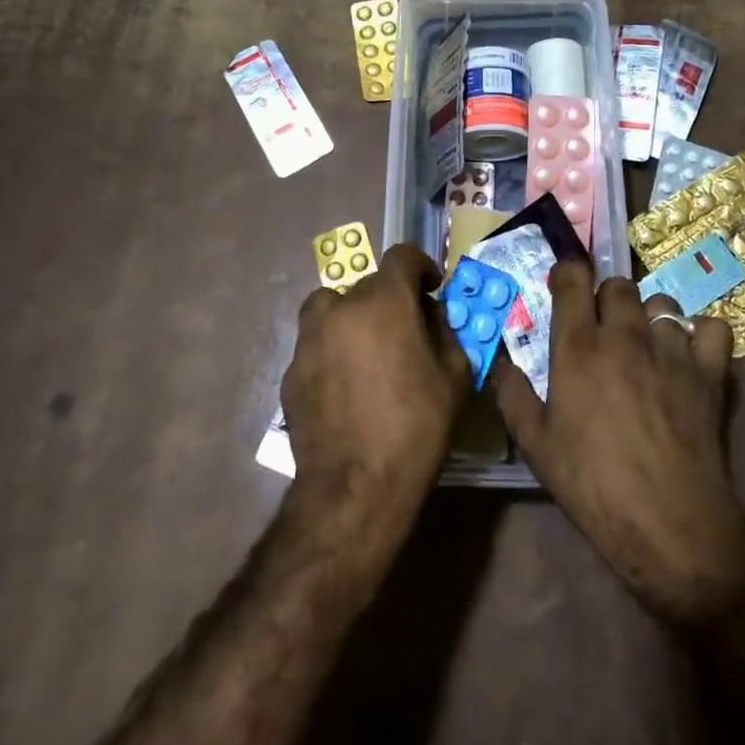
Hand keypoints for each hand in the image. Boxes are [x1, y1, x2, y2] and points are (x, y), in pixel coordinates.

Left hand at [281, 244, 469, 550]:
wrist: (355, 488)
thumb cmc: (415, 428)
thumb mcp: (453, 378)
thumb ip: (447, 334)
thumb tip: (433, 316)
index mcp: (384, 302)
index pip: (401, 256)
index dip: (421, 266)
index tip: (431, 287)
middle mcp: (341, 308)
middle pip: (368, 285)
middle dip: (390, 299)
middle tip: (406, 330)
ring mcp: (309, 339)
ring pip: (332, 308)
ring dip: (352, 317)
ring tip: (368, 350)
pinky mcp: (291, 371)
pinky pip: (316, 345)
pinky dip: (332, 351)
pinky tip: (346, 387)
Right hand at [491, 261, 744, 622]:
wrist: (667, 522)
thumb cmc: (592, 483)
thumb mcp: (535, 445)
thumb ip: (512, 394)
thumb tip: (499, 362)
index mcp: (579, 346)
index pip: (573, 278)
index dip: (567, 273)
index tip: (563, 286)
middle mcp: (624, 334)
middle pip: (619, 284)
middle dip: (607, 297)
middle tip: (602, 327)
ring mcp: (671, 349)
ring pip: (662, 303)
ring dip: (649, 317)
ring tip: (645, 344)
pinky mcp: (708, 371)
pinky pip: (712, 327)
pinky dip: (701, 334)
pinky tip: (690, 354)